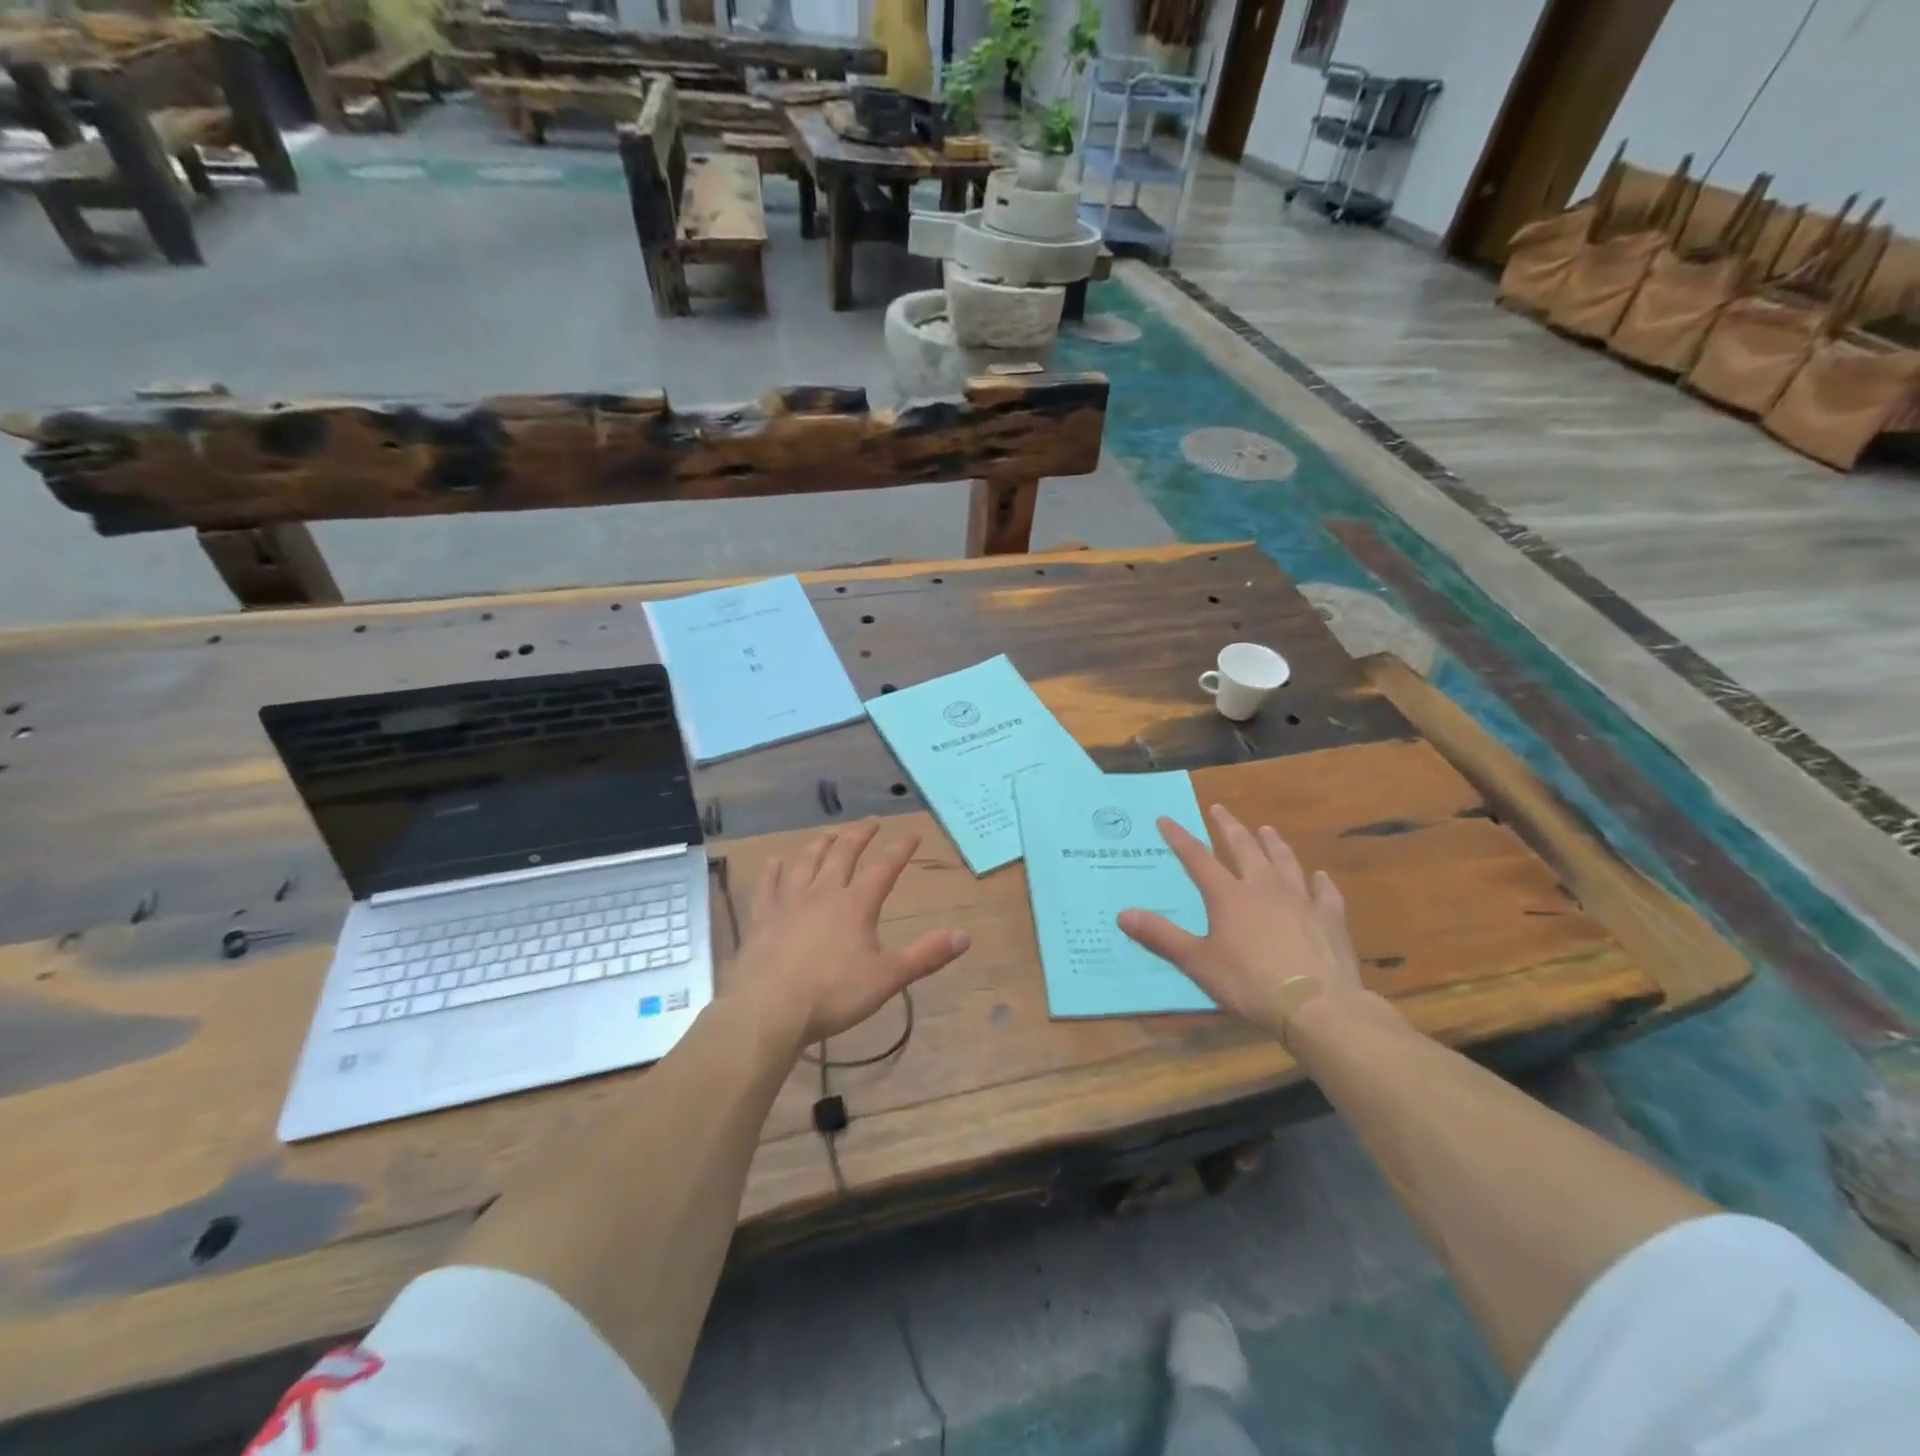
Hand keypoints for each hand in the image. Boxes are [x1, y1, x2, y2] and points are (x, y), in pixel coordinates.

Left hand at [727, 819, 969, 1046]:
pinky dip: (773, 871)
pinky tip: (775, 862)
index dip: (900, 850)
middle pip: (843, 854)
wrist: (769, 1010)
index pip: (884, 868)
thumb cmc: (833, 994)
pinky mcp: (761, 917)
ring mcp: (788, 902)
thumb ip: (926, 956)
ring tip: (830, 834)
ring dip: (821, 844)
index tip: (913, 835)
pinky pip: (767, 885)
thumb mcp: (888, 978)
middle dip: (860, 835)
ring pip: (806, 862)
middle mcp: (823, 892)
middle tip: (871, 822)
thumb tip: (965, 937)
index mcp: (856, 904)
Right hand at [1118, 804, 1365, 1038]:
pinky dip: (1320, 882)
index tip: (1166, 819)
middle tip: (1220, 809)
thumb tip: (1122, 914)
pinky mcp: (1329, 919)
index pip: (1198, 858)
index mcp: (1228, 896)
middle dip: (1229, 827)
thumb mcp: (1197, 962)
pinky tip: (1320, 876)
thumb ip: (1161, 936)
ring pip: (1285, 861)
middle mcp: (1264, 887)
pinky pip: (1325, 892)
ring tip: (1267, 830)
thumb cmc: (1249, 983)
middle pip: (1244, 848)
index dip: (1180, 838)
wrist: (1316, 1005)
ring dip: (1274, 844)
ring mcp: (1300, 900)